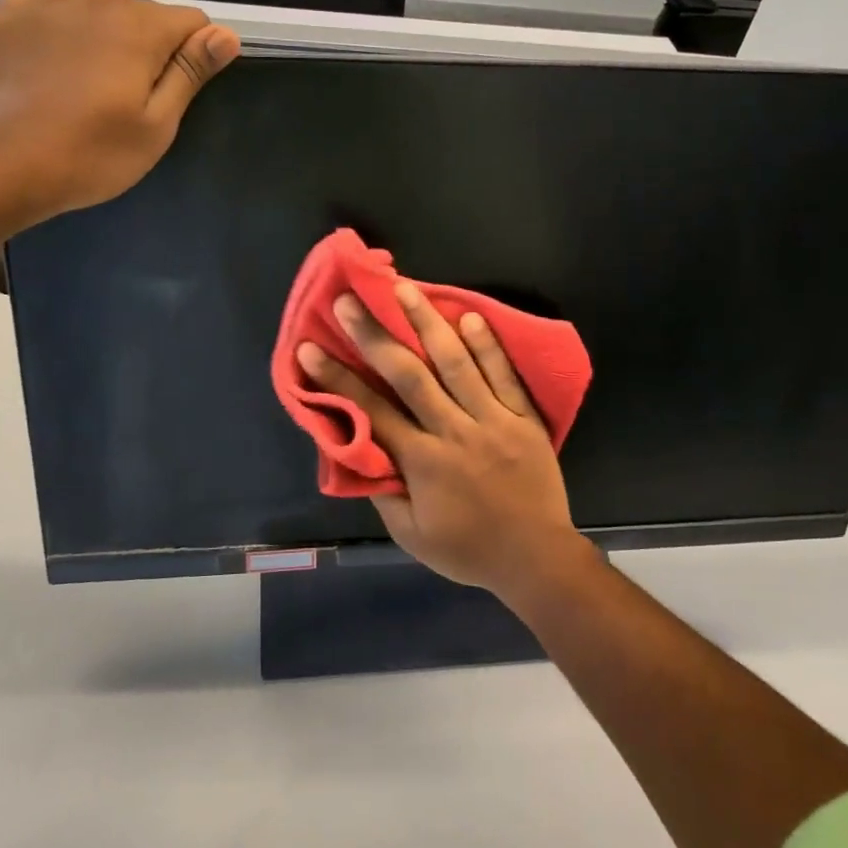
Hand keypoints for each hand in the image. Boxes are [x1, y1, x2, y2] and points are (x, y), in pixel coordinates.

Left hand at [0, 0, 238, 227]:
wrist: (2, 166)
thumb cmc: (92, 154)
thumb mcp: (157, 125)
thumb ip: (191, 72)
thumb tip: (227, 34)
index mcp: (142, 29)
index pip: (193, 22)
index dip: (194, 54)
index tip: (173, 90)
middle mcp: (99, 1)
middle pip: (145, 12)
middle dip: (148, 44)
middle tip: (127, 94)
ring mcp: (49, 1)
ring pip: (99, 2)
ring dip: (106, 29)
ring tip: (87, 75)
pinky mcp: (8, 12)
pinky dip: (62, 14)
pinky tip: (55, 46)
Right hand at [297, 282, 592, 597]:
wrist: (537, 560)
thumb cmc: (469, 550)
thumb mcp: (412, 536)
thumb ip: (385, 492)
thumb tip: (360, 450)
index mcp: (423, 462)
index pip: (371, 411)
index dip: (337, 378)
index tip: (310, 348)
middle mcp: (454, 432)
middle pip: (409, 375)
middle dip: (374, 335)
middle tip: (348, 301)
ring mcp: (493, 421)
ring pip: (456, 364)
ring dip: (427, 323)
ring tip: (404, 288)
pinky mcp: (524, 418)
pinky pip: (504, 376)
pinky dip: (488, 346)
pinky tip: (469, 315)